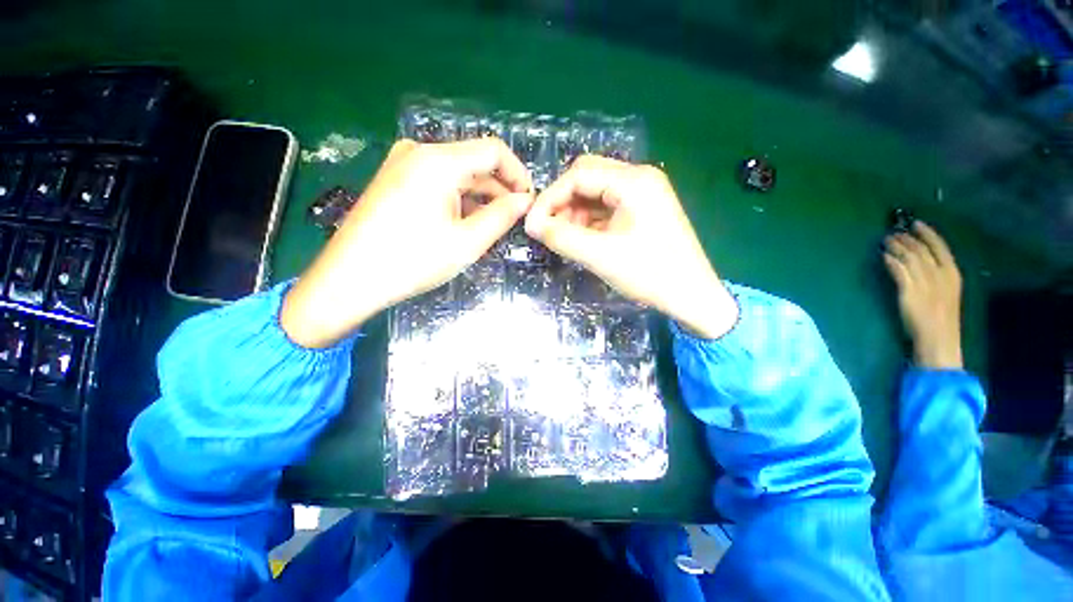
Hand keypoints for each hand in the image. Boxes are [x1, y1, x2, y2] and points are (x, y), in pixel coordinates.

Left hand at [281, 138, 532, 348]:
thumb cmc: (413, 261)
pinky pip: (438, 181)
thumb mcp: (467, 242)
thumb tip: (525, 200)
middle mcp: (419, 152)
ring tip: (488, 227)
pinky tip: (461, 224)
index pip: (494, 151)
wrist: (349, 280)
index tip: (528, 201)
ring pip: (457, 174)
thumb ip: (502, 216)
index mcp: (439, 161)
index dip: (518, 174)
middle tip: (511, 221)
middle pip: (474, 162)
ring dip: (478, 197)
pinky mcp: (394, 179)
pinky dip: (457, 199)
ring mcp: (402, 163)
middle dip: (499, 190)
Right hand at [525, 155, 737, 339]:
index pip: (578, 175)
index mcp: (634, 181)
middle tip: (547, 229)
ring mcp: (643, 193)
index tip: (532, 224)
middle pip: (587, 178)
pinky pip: (607, 207)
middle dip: (562, 202)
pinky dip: (589, 220)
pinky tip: (582, 238)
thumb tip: (530, 224)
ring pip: (595, 193)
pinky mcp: (643, 209)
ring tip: (563, 237)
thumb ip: (561, 237)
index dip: (550, 197)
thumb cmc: (650, 274)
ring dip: (574, 212)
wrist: (692, 296)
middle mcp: (639, 178)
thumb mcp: (600, 256)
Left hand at [883, 221, 963, 368]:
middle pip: (922, 250)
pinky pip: (898, 270)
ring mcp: (925, 282)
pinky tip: (883, 256)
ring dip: (896, 247)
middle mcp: (940, 275)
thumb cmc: (941, 319)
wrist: (938, 338)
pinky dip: (890, 261)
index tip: (916, 223)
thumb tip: (922, 263)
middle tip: (893, 232)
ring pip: (909, 257)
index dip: (927, 233)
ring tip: (885, 241)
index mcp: (953, 275)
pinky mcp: (909, 291)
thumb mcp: (946, 293)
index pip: (941, 247)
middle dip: (907, 238)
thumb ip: (937, 278)